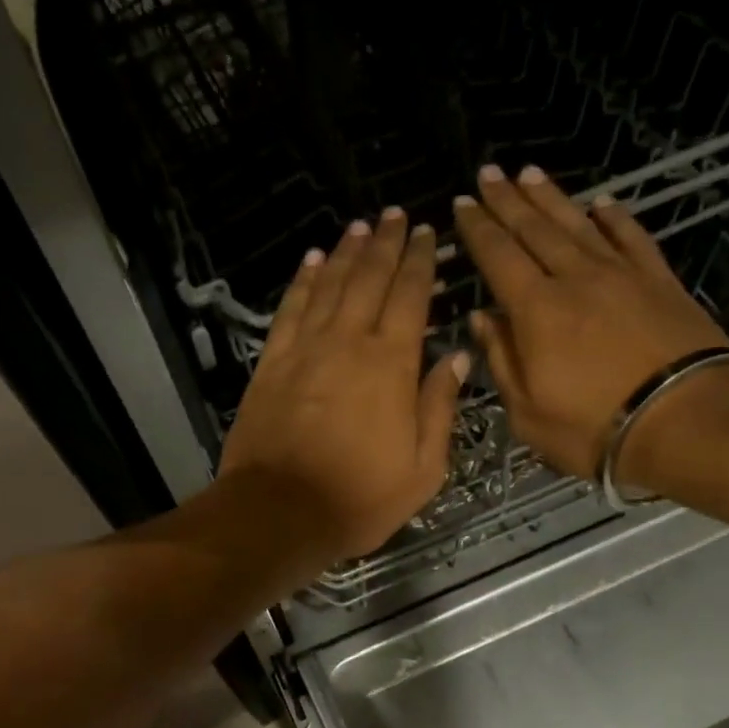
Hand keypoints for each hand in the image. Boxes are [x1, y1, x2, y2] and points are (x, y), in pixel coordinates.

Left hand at [218, 208, 468, 571]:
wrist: (279, 512)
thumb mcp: (422, 469)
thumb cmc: (359, 499)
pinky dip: (304, 281)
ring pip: (330, 285)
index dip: (421, 262)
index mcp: (392, 365)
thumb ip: (440, 408)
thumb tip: (457, 357)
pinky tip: (313, 261)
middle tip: (396, 215)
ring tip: (361, 227)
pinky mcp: (271, 363)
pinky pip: (291, 309)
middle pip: (370, 279)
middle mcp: (348, 342)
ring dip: (348, 252)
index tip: (428, 233)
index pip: (411, 297)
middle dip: (386, 244)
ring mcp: (305, 349)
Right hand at [453, 164, 728, 481]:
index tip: (462, 205)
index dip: (478, 230)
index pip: (498, 257)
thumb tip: (481, 318)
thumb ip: (501, 360)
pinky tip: (601, 203)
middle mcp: (575, 278)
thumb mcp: (527, 412)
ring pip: (578, 224)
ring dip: (551, 198)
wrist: (684, 420)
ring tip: (529, 174)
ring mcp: (621, 275)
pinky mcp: (659, 280)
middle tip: (488, 174)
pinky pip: (631, 237)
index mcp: (536, 311)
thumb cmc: (592, 428)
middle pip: (535, 230)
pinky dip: (613, 218)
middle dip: (507, 201)